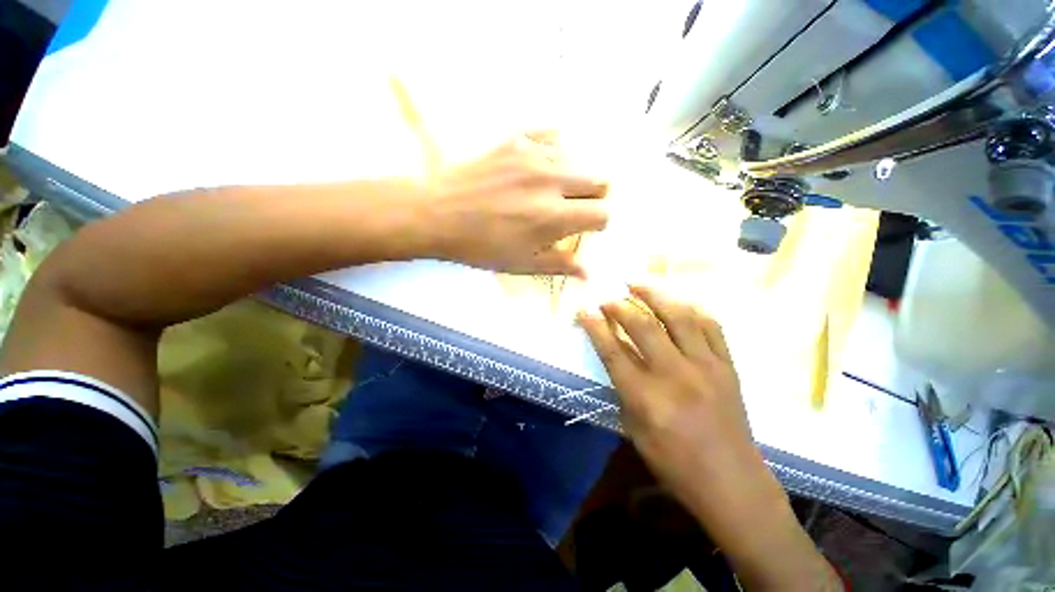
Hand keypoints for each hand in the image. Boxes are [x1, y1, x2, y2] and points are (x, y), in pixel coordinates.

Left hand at [421, 131, 607, 276]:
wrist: (437, 214)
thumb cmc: (481, 247)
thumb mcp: (522, 264)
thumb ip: (560, 265)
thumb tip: (588, 272)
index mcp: (554, 217)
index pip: (602, 213)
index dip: (598, 224)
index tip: (585, 229)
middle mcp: (552, 181)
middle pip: (599, 181)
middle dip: (593, 198)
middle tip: (573, 209)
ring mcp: (534, 155)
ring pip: (579, 160)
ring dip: (575, 178)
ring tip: (555, 190)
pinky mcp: (516, 140)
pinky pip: (552, 137)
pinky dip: (555, 152)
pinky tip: (541, 166)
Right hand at [579, 285, 842, 589]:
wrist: (733, 482)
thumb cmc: (674, 464)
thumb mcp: (635, 430)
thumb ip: (624, 389)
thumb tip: (615, 356)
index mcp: (647, 398)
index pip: (612, 351)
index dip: (595, 327)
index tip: (583, 309)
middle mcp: (675, 376)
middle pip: (643, 327)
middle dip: (620, 306)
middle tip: (606, 296)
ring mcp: (706, 367)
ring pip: (679, 317)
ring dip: (654, 296)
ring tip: (637, 284)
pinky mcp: (727, 366)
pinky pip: (710, 326)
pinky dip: (690, 309)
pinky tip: (676, 302)